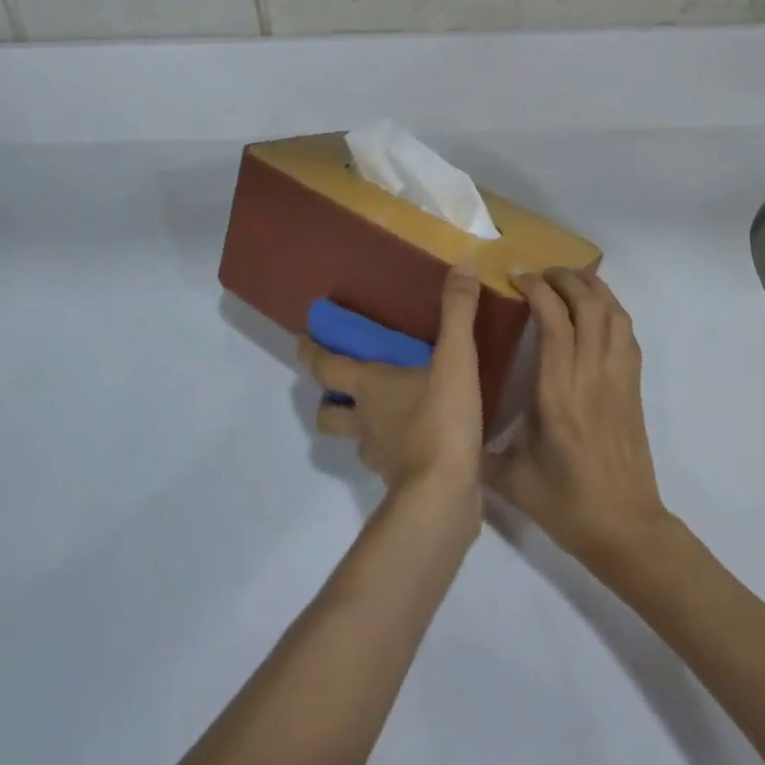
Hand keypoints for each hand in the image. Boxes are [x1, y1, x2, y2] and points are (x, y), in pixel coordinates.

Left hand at [300, 262, 485, 507]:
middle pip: (328, 411)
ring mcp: (380, 455)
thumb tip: (463, 265)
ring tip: (382, 412)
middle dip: (326, 398)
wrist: (444, 498)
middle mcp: (365, 420)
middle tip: (338, 384)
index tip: (300, 339)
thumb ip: (457, 313)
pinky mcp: (401, 481)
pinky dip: (392, 449)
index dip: (311, 352)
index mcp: (368, 387)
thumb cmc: (440, 421)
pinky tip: (416, 441)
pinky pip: (387, 460)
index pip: (325, 366)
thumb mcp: (455, 359)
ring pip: (357, 438)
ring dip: (360, 425)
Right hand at [487, 268, 668, 565]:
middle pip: (589, 303)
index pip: (554, 319)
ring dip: (591, 287)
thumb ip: (475, 446)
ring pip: (613, 312)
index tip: (516, 277)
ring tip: (567, 280)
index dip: (537, 287)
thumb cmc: (565, 503)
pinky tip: (594, 311)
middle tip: (539, 274)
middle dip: (564, 277)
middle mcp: (591, 374)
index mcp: (558, 391)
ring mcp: (618, 378)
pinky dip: (611, 309)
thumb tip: (446, 424)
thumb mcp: (509, 477)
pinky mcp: (633, 387)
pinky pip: (627, 333)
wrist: (627, 531)